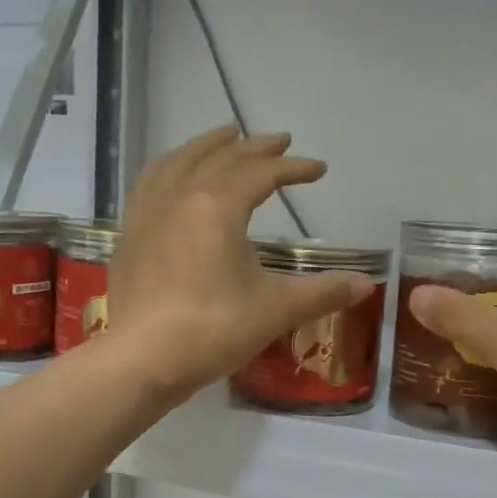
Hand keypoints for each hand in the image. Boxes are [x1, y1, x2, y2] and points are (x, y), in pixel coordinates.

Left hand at [105, 127, 375, 402]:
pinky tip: (173, 178)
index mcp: (217, 205)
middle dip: (254, 148)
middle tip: (279, 141)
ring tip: (224, 138)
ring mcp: (148, 214)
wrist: (142, 360)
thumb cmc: (213, 329)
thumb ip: (323, 292)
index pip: (262, 174)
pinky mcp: (129, 236)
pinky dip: (169, 169)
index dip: (294, 168)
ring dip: (206, 146)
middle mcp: (180, 196)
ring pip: (178, 162)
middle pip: (221, 158)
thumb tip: (367, 285)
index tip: (318, 168)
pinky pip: (150, 184)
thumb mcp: (276, 310)